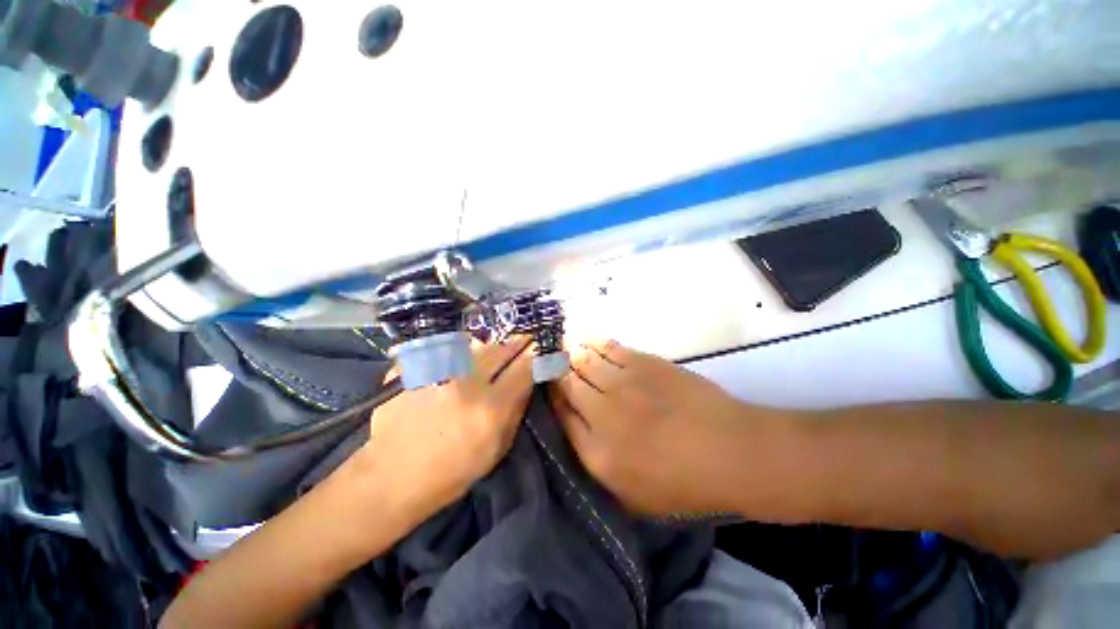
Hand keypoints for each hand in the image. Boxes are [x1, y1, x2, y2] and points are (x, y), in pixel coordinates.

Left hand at [339, 337, 534, 529]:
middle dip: (517, 342)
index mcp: (490, 407)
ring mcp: (436, 370)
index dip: (537, 355)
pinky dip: (459, 350)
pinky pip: (447, 347)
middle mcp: (466, 381)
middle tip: (524, 339)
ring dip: (491, 345)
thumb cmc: (452, 472)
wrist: (390, 477)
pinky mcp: (415, 367)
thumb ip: (517, 409)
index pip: (525, 367)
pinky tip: (459, 360)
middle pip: (501, 348)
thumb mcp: (497, 449)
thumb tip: (529, 379)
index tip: (542, 349)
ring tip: (493, 350)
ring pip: (476, 343)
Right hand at [550, 340, 793, 517]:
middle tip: (550, 359)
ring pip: (584, 362)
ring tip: (562, 343)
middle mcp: (600, 413)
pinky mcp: (641, 363)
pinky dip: (594, 341)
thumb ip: (600, 467)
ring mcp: (621, 384)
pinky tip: (586, 337)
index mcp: (596, 452)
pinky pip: (608, 348)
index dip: (553, 398)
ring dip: (570, 352)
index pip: (562, 416)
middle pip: (568, 384)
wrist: (729, 451)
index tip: (550, 387)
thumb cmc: (685, 483)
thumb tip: (579, 435)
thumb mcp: (635, 497)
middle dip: (556, 370)